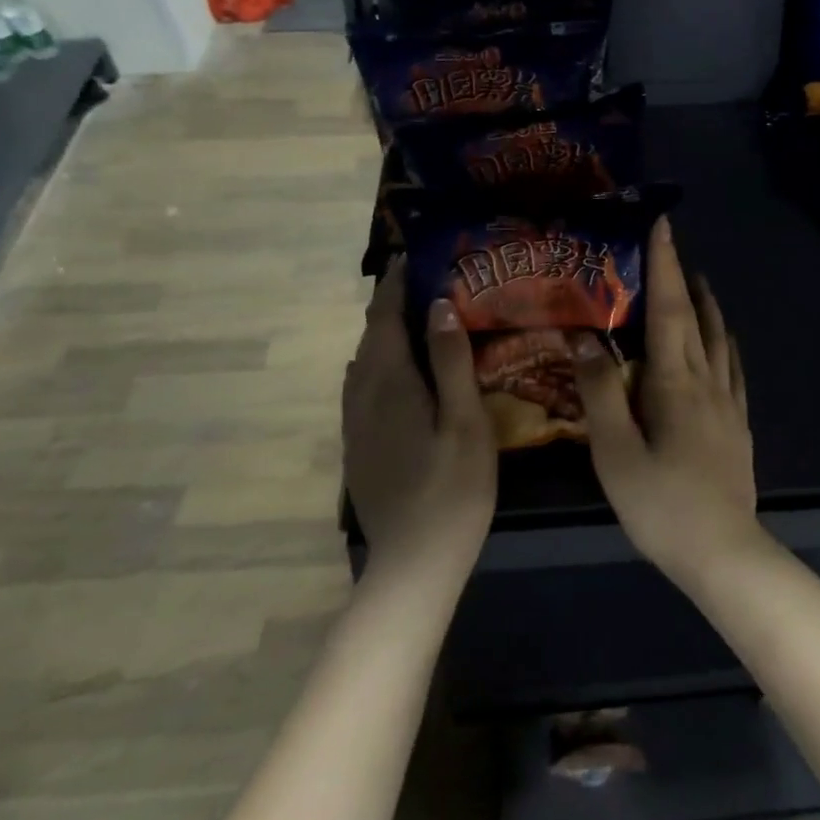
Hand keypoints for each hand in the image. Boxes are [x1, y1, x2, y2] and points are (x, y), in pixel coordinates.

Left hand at [342, 259, 497, 580]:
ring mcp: (355, 424)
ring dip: (383, 334)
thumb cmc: (451, 489)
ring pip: (363, 363)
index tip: (413, 256)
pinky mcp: (358, 446)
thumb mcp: (464, 420)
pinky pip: (362, 387)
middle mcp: (362, 396)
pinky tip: (398, 372)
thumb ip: (451, 360)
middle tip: (423, 281)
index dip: (396, 285)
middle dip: (390, 304)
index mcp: (389, 383)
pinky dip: (379, 363)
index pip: (386, 318)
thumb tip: (439, 304)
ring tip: (413, 318)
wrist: (412, 563)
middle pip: (371, 337)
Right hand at [569, 218, 759, 583]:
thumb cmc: (661, 503)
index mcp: (675, 381)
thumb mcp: (615, 451)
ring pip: (719, 339)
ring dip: (706, 304)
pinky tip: (722, 344)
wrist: (723, 554)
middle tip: (671, 248)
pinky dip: (723, 341)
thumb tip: (583, 335)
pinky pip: (731, 367)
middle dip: (683, 277)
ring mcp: (728, 403)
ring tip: (696, 283)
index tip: (662, 224)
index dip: (665, 264)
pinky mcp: (737, 424)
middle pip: (697, 316)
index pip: (670, 308)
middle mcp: (707, 380)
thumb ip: (600, 390)